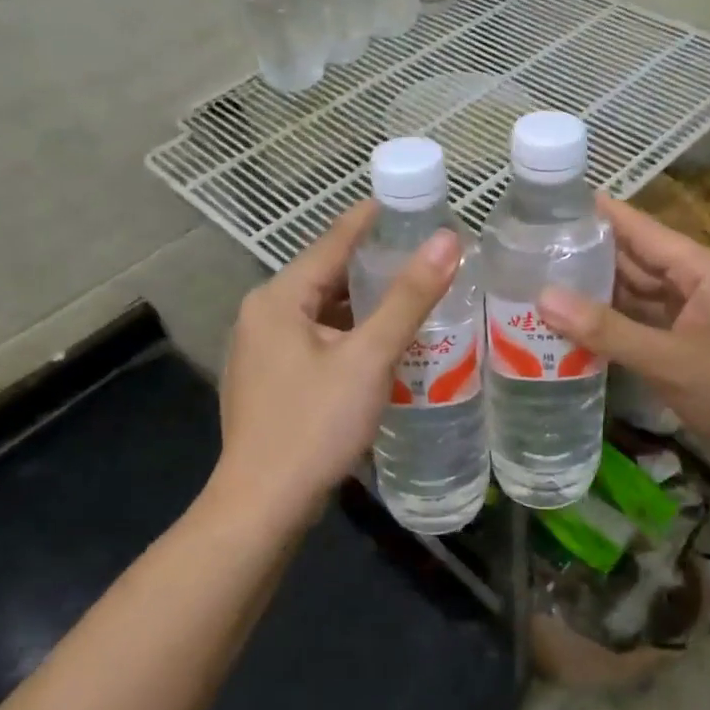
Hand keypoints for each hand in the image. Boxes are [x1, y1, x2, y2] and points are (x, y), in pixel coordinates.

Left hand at [218, 203, 459, 520]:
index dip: (372, 220)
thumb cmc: (314, 425)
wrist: (263, 507)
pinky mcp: (272, 382)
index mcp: (277, 299)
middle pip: (325, 276)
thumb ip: (408, 298)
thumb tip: (447, 241)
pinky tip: (383, 345)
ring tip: (414, 295)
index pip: (332, 242)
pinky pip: (317, 341)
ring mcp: (262, 351)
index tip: (412, 202)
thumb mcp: (368, 357)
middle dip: (374, 265)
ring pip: (322, 312)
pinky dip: (350, 335)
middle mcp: (263, 316)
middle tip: (425, 255)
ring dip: (364, 304)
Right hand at [538, 195, 709, 478]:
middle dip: (586, 254)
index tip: (547, 204)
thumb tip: (543, 298)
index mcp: (699, 268)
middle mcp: (694, 281)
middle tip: (527, 250)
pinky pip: (641, 320)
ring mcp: (691, 312)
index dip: (596, 213)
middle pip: (633, 258)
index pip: (639, 227)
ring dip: (595, 290)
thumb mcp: (670, 360)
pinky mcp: (686, 340)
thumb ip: (608, 331)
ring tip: (538, 282)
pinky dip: (612, 322)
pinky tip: (574, 324)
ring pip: (635, 291)